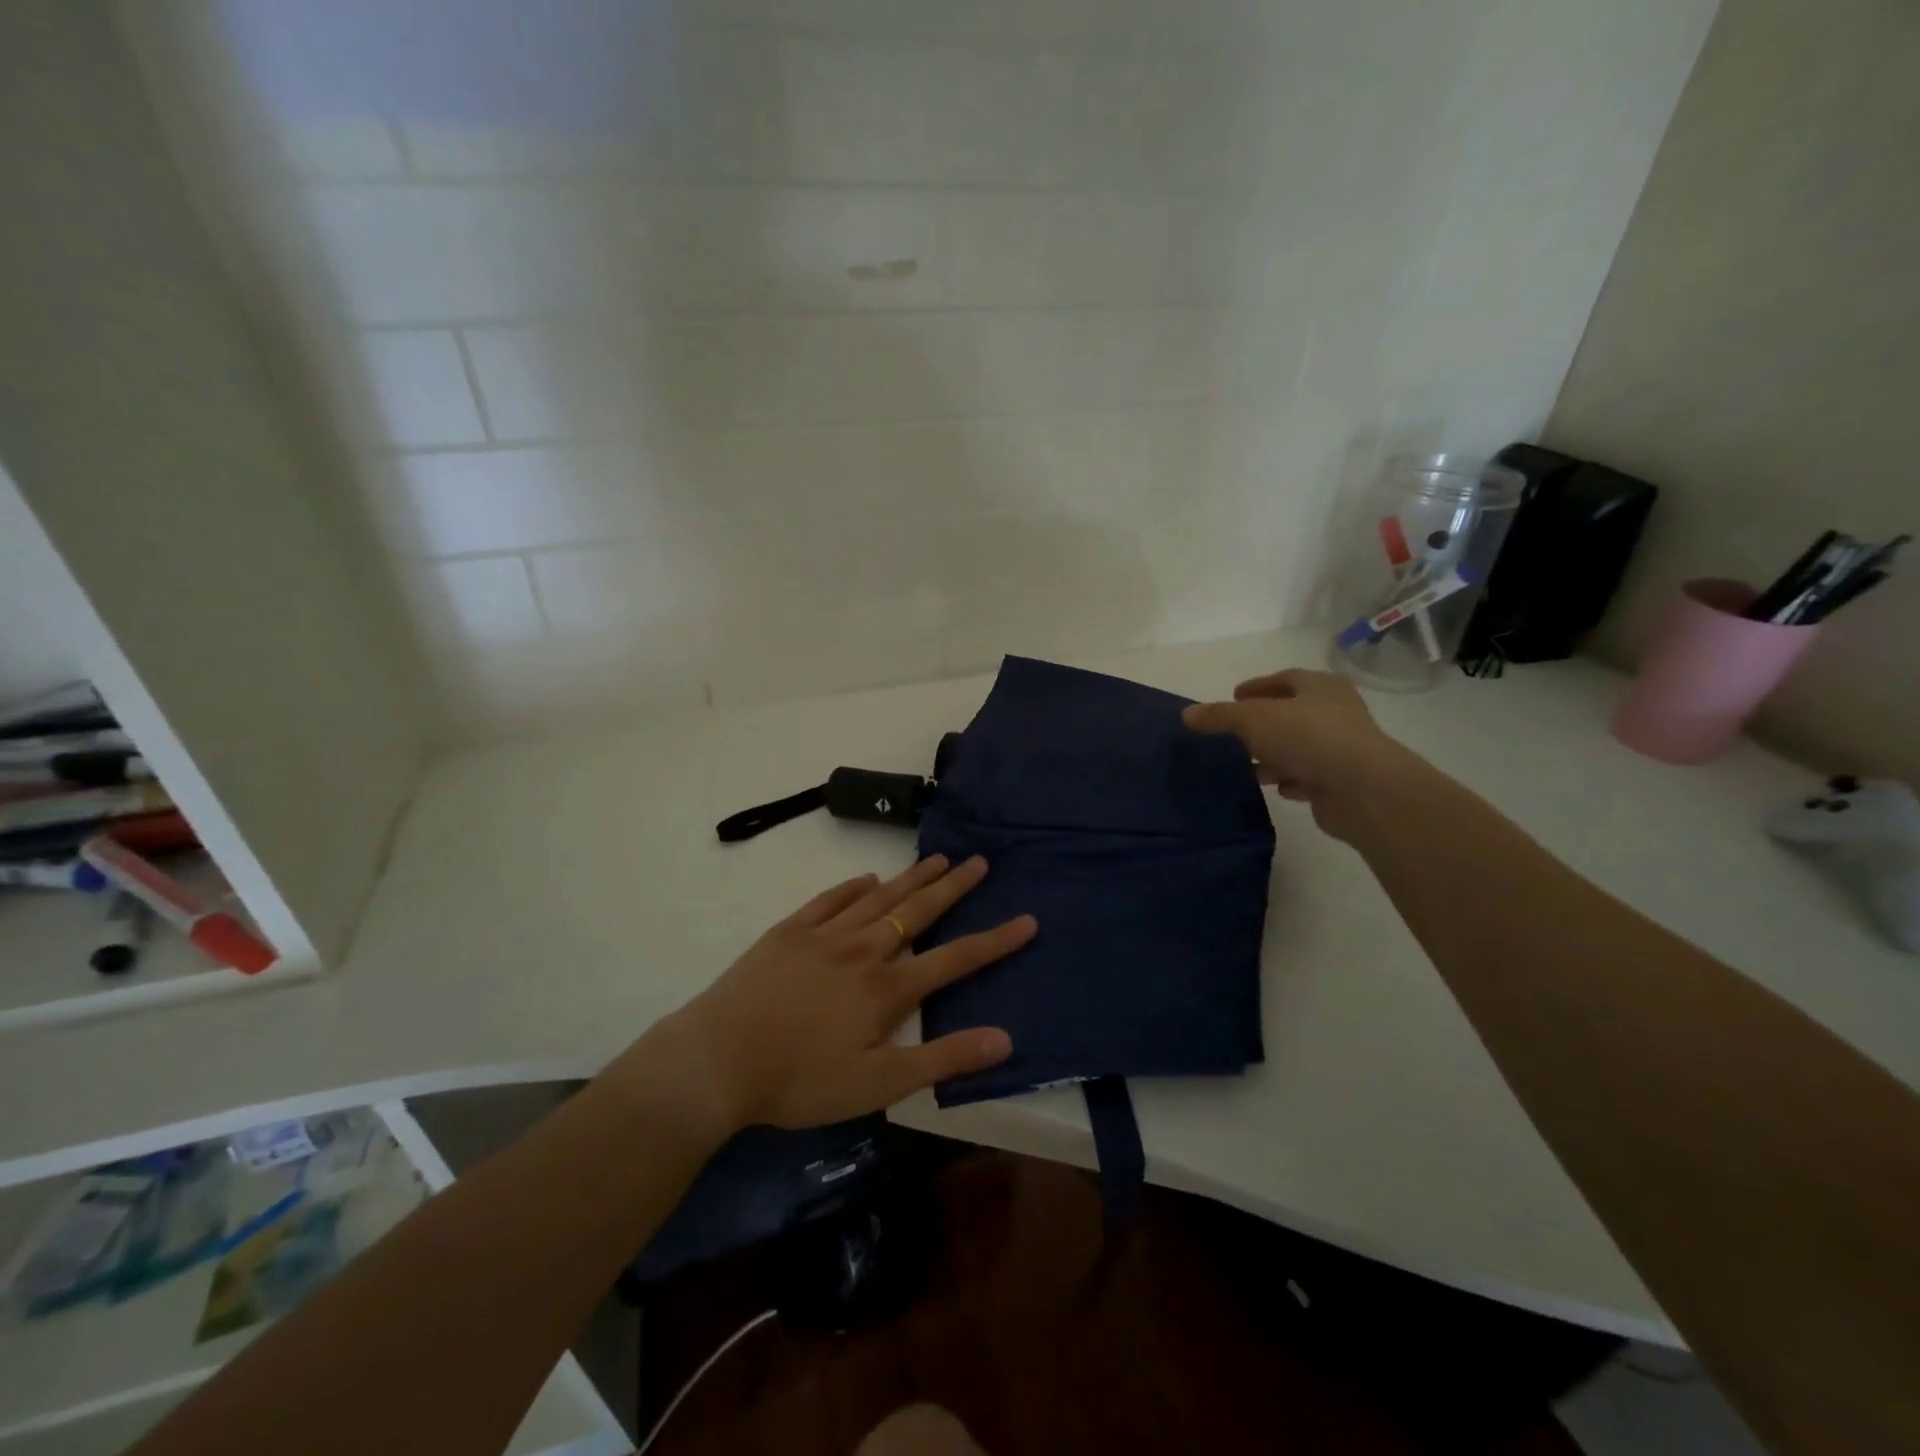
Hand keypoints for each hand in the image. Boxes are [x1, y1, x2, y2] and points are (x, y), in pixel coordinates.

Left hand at [657, 855, 1032, 1132]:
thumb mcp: (878, 1085)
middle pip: (917, 911)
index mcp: (887, 988)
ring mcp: (824, 935)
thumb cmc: (800, 1080)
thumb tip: (1004, 1039)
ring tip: (937, 858)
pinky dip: (853, 887)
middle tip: (979, 861)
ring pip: (878, 898)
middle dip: (953, 887)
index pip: (954, 958)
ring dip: (910, 878)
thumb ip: (941, 1059)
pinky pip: (830, 900)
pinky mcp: (789, 932)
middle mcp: (862, 950)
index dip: (995, 941)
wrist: (718, 1059)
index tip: (1027, 920)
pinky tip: (867, 878)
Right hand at [1183, 668, 1410, 839]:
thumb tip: (1187, 714)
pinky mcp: (1340, 781)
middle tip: (1232, 732)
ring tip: (1243, 764)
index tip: (1233, 696)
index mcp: (1320, 687)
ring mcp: (1341, 748)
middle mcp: (1335, 712)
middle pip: (1291, 713)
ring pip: (1297, 746)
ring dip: (1272, 754)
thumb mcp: (1252, 719)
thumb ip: (1219, 716)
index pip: (1285, 679)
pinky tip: (1272, 786)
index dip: (1257, 686)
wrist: (1362, 789)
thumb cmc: (1308, 738)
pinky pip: (1307, 775)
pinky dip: (1288, 778)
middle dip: (1261, 723)